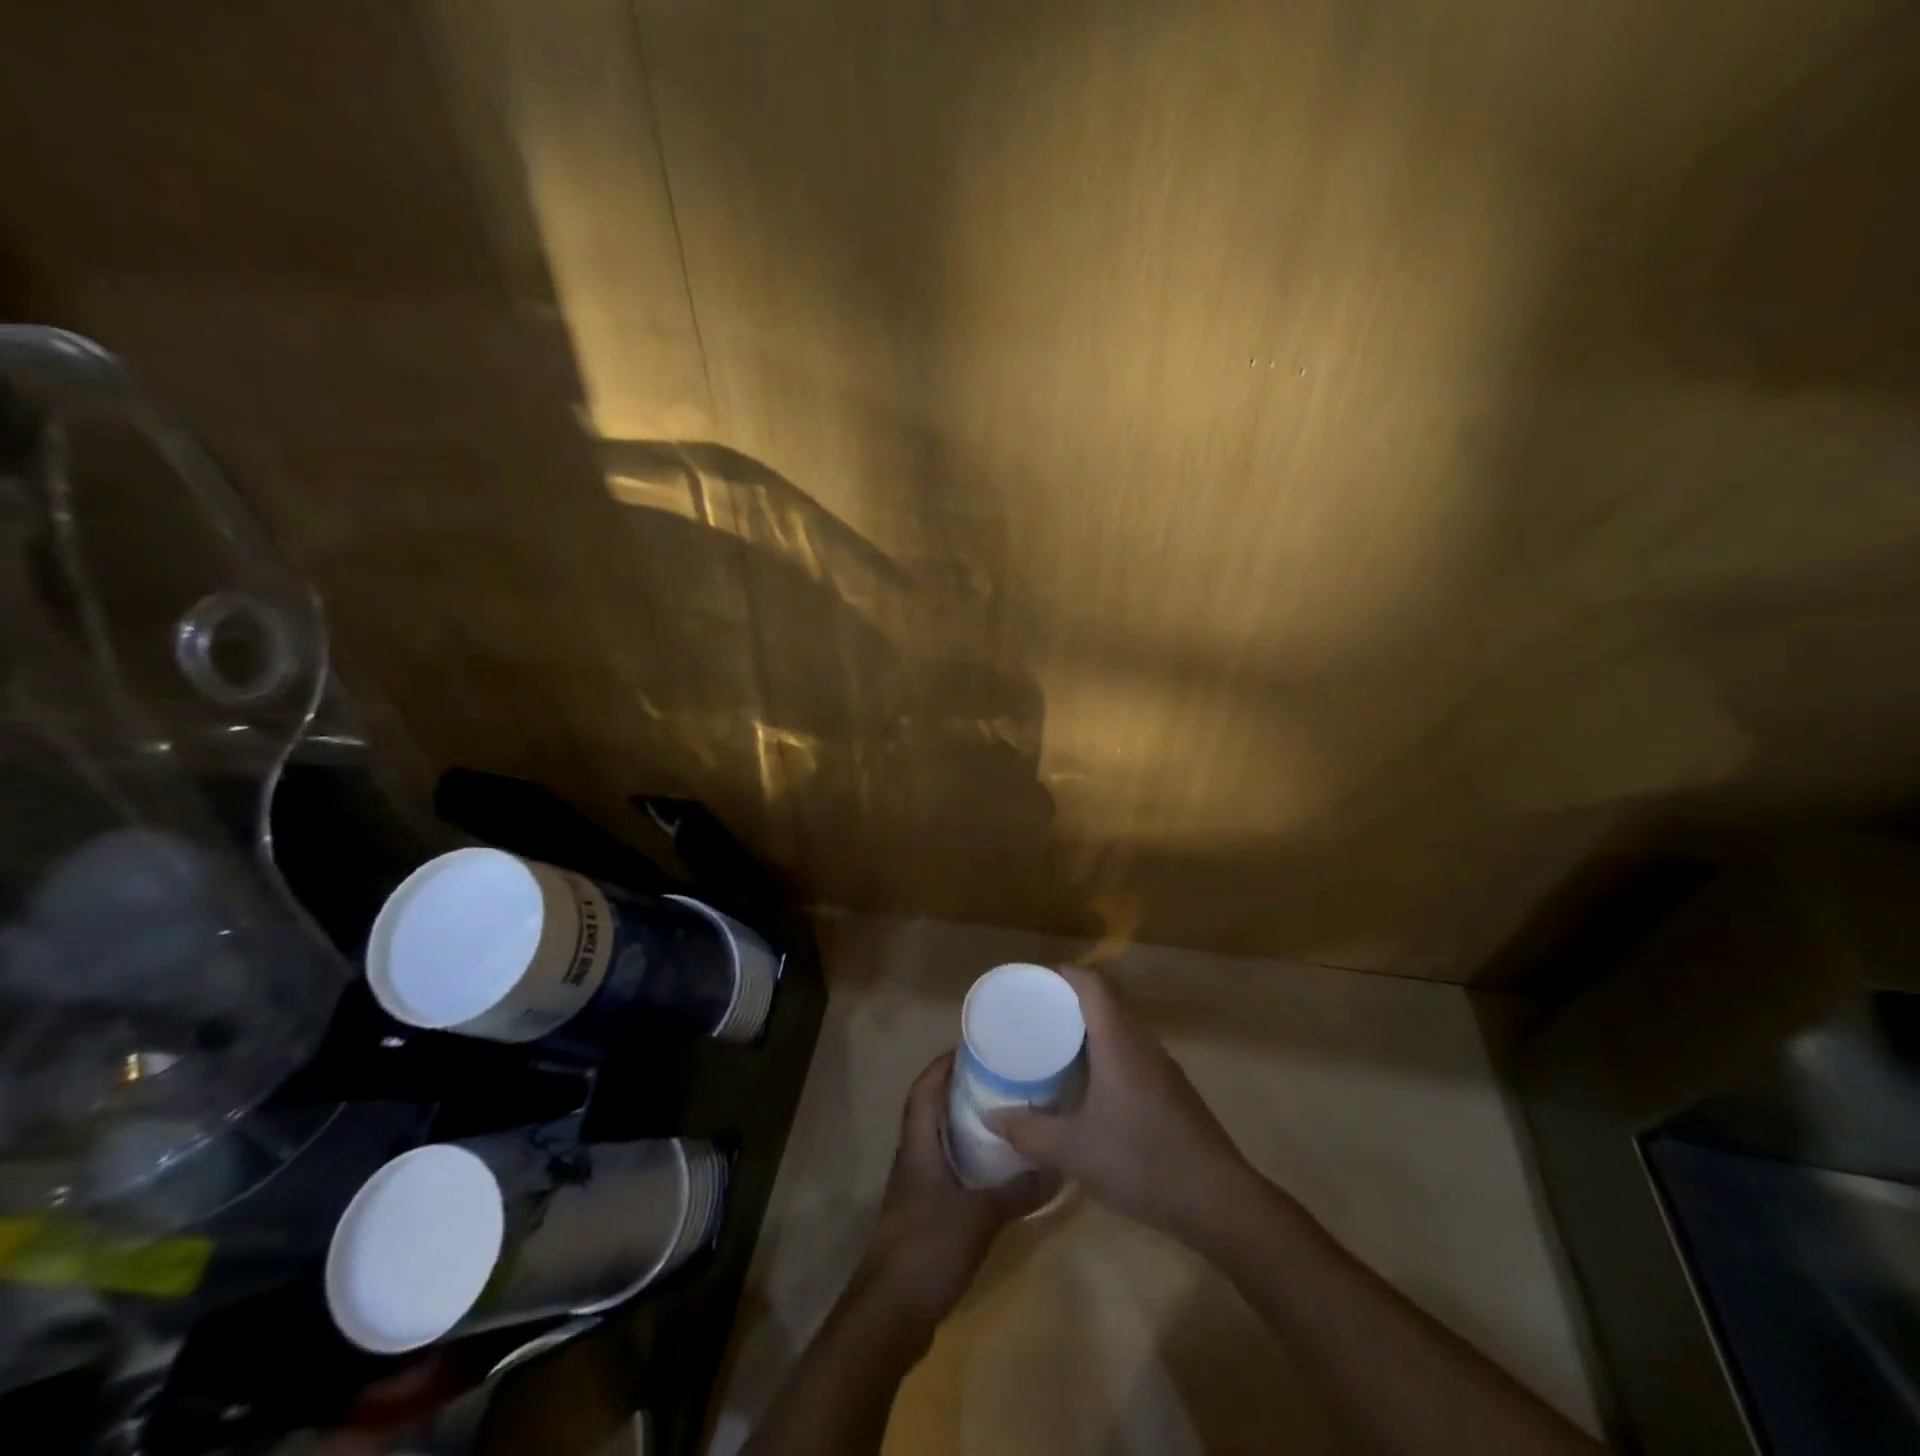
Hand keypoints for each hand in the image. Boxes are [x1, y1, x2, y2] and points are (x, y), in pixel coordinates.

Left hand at [859, 1052, 1050, 1331]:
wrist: (889, 1315)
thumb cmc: (927, 1248)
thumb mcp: (979, 1216)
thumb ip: (1017, 1191)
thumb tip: (1058, 1167)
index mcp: (917, 1147)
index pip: (923, 1091)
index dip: (941, 1065)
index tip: (970, 1047)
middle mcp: (912, 1160)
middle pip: (930, 1112)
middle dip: (958, 1091)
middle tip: (997, 1078)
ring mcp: (915, 1191)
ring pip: (938, 1143)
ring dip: (963, 1126)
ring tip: (1001, 1117)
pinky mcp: (923, 1218)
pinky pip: (945, 1173)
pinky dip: (966, 1161)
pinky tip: (994, 1172)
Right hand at [987, 967, 1252, 1242]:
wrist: (1219, 1202)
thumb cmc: (1142, 1162)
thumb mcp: (1074, 1151)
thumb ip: (1029, 1131)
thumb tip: (991, 1115)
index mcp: (1119, 1042)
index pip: (1092, 985)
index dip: (1062, 975)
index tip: (1032, 983)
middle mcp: (1142, 1044)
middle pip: (1106, 1002)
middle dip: (1068, 1002)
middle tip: (1032, 1017)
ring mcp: (1162, 1068)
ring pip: (1120, 1030)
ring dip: (1088, 1030)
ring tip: (1053, 1048)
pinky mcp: (1172, 1091)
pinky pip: (1131, 1054)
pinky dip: (1105, 1054)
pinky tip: (1089, 1087)